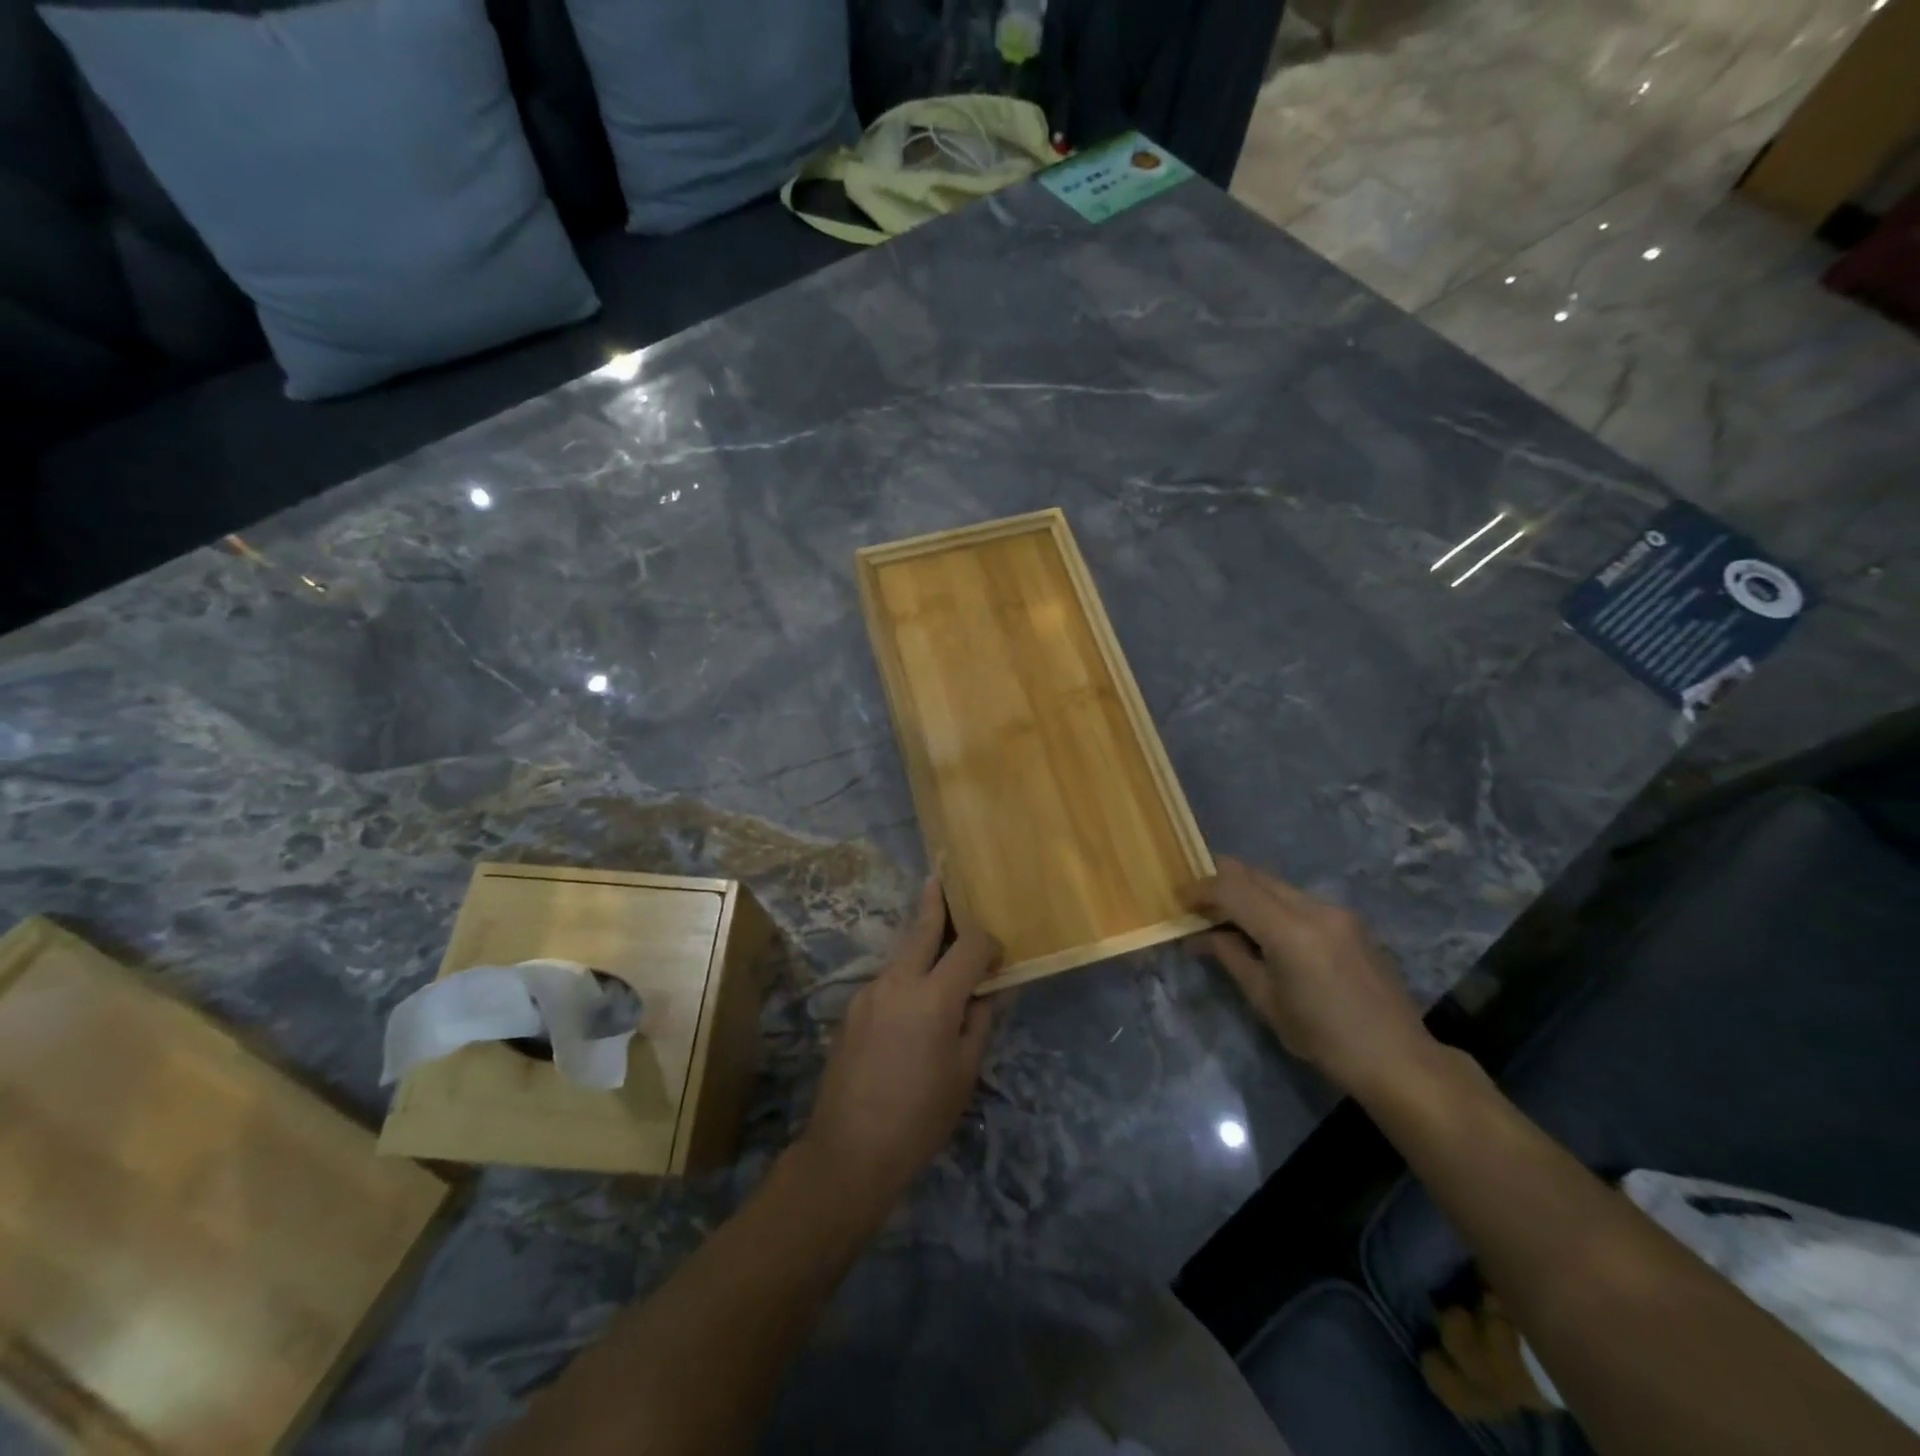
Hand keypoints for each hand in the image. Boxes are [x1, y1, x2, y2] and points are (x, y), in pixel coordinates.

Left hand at [799, 880, 1000, 1210]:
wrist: (850, 1151)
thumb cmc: (920, 1117)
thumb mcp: (965, 1072)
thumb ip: (980, 1021)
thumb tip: (992, 990)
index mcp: (933, 997)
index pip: (969, 945)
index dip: (989, 944)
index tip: (998, 961)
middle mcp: (897, 982)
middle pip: (921, 928)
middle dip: (935, 902)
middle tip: (940, 878)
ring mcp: (868, 993)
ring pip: (901, 954)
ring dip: (921, 945)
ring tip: (938, 949)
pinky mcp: (851, 1009)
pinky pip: (886, 980)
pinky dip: (905, 977)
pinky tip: (911, 1005)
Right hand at [1186, 856, 1433, 1095]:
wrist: (1398, 1057)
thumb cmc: (1324, 1039)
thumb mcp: (1266, 1001)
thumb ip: (1231, 957)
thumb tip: (1199, 936)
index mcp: (1290, 932)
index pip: (1232, 889)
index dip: (1201, 889)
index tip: (1179, 899)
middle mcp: (1314, 908)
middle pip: (1253, 875)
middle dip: (1220, 882)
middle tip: (1197, 903)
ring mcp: (1336, 910)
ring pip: (1275, 883)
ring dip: (1246, 892)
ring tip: (1226, 917)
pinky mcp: (1349, 919)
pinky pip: (1297, 898)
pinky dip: (1271, 903)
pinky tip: (1264, 929)